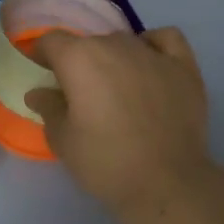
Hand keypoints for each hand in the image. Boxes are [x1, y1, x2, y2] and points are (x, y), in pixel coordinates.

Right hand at [24, 27, 215, 216]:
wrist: (167, 183)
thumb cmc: (106, 161)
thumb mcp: (63, 140)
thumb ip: (48, 108)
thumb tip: (39, 92)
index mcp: (79, 58)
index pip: (51, 41)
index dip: (42, 55)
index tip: (43, 76)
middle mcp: (115, 44)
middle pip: (88, 43)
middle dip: (79, 63)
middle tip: (80, 96)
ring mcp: (153, 54)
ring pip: (124, 42)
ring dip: (113, 59)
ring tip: (116, 89)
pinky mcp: (184, 67)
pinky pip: (165, 39)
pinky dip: (153, 45)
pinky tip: (149, 63)